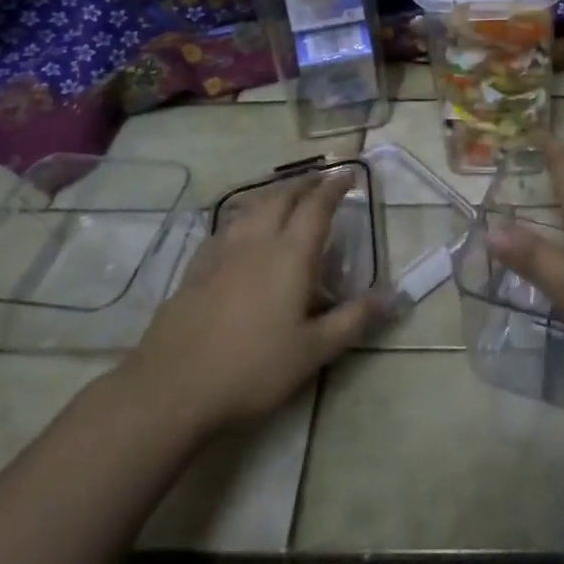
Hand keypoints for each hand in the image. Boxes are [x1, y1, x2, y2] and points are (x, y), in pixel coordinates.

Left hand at [122, 169, 380, 432]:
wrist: (172, 389)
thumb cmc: (253, 369)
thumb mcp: (314, 351)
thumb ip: (353, 320)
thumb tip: (391, 295)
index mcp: (290, 256)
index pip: (316, 208)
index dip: (333, 188)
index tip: (348, 174)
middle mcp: (256, 243)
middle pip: (281, 198)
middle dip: (303, 183)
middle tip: (319, 179)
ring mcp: (220, 254)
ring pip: (250, 208)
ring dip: (272, 194)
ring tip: (284, 195)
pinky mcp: (195, 271)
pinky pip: (225, 228)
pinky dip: (242, 216)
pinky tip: (240, 230)